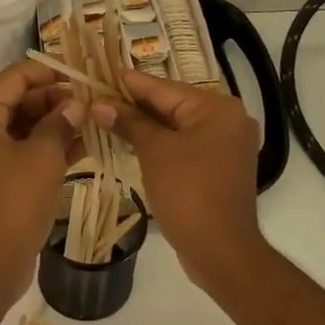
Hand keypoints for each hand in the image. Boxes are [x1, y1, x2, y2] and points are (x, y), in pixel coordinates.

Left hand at [0, 60, 86, 304]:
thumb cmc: (14, 202)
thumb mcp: (43, 157)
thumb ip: (60, 123)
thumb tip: (76, 105)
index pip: (13, 78)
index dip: (48, 72)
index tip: (81, 76)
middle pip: (17, 102)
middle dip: (54, 101)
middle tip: (92, 103)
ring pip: (21, 128)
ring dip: (54, 125)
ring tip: (92, 122)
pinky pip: (20, 153)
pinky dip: (46, 149)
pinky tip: (82, 147)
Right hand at [96, 73, 265, 289]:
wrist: (220, 249)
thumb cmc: (188, 192)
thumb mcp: (154, 152)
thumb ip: (128, 122)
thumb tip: (100, 104)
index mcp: (217, 108)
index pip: (164, 87)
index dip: (128, 83)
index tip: (98, 75)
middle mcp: (228, 120)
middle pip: (172, 105)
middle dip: (134, 105)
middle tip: (96, 98)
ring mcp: (226, 146)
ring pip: (176, 127)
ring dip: (144, 126)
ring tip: (105, 118)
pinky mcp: (219, 168)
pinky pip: (184, 146)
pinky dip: (159, 144)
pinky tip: (130, 143)